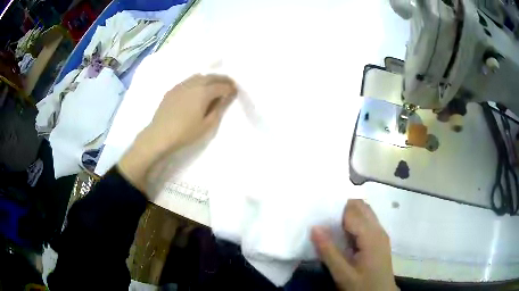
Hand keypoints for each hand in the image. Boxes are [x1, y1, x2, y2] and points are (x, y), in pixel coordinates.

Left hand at [118, 74, 236, 192]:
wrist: (159, 135)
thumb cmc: (185, 133)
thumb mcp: (207, 125)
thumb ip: (218, 108)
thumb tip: (226, 97)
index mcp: (203, 92)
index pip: (221, 86)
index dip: (230, 88)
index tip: (235, 91)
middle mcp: (193, 84)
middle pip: (211, 77)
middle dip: (222, 79)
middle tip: (229, 84)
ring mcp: (181, 85)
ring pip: (199, 76)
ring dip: (209, 78)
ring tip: (214, 85)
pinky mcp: (172, 90)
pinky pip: (188, 81)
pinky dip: (197, 81)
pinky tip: (196, 89)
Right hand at [311, 200, 397, 290]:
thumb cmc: (362, 286)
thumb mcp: (342, 274)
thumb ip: (328, 251)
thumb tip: (314, 227)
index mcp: (371, 236)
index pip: (352, 211)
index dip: (335, 208)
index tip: (318, 211)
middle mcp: (378, 229)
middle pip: (361, 206)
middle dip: (342, 207)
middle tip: (323, 218)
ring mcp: (380, 233)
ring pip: (365, 212)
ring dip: (348, 213)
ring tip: (330, 224)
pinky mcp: (379, 239)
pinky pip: (367, 220)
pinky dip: (354, 220)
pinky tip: (343, 232)